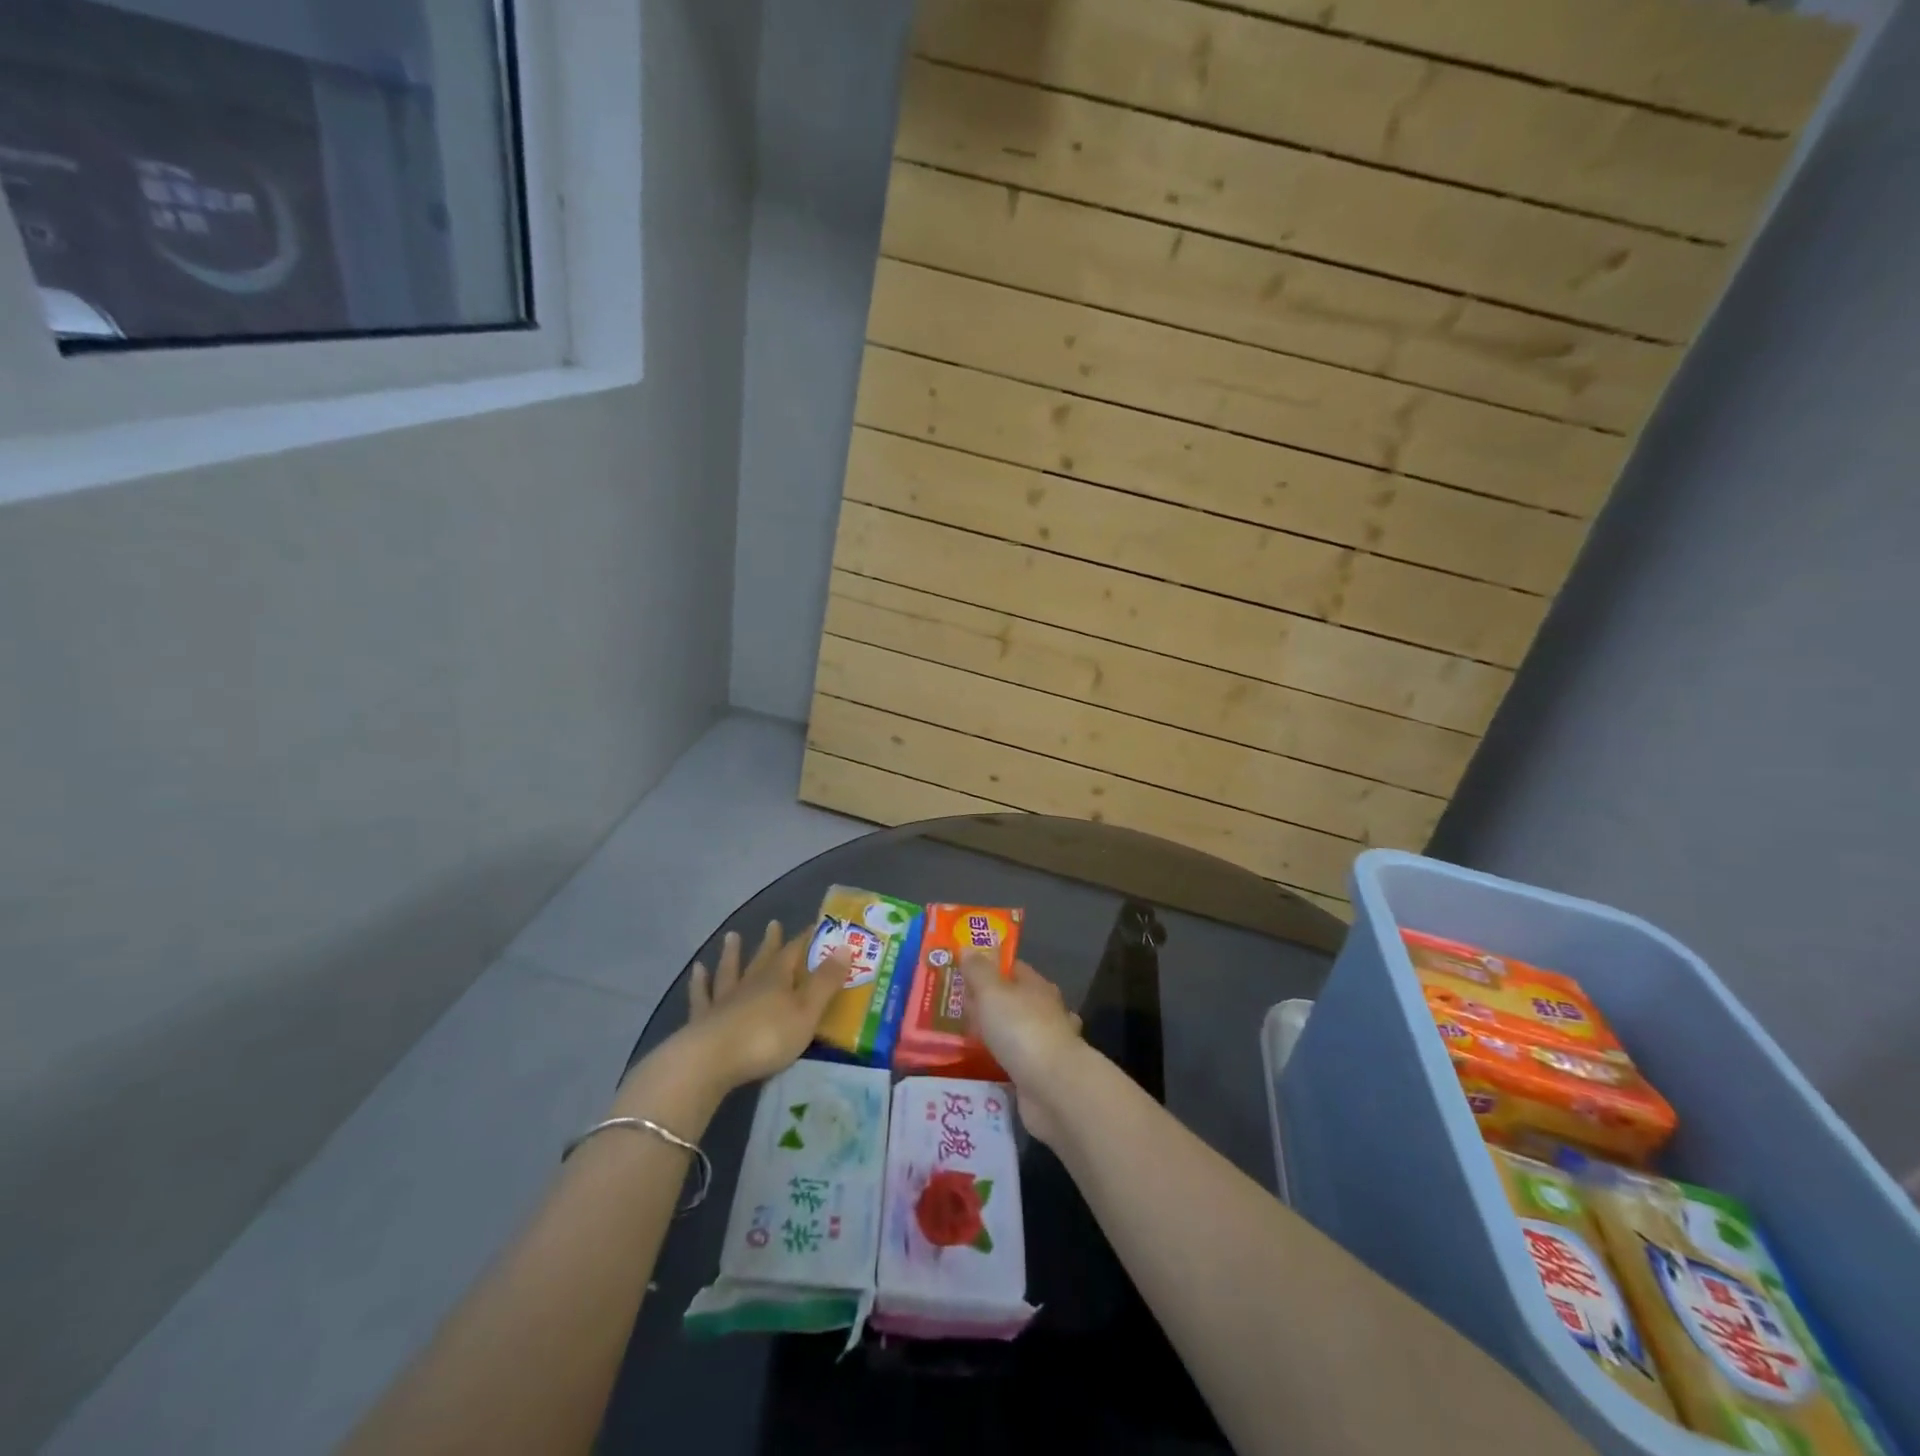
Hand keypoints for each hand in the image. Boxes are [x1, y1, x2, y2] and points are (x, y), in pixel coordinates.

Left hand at [668, 922, 850, 1097]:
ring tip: (732, 937)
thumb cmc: (767, 1037)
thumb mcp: (806, 1012)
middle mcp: (750, 983)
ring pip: (730, 971)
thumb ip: (825, 982)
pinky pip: (701, 995)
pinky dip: (700, 982)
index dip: (805, 940)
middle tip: (773, 924)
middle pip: (762, 958)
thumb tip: (846, 947)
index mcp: (777, 979)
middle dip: (771, 942)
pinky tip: (698, 970)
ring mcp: (723, 1000)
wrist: (711, 1060)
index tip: (813, 926)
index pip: (794, 952)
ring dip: (732, 954)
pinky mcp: (702, 1020)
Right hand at [962, 955, 1085, 1144]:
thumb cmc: (1021, 1029)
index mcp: (1036, 986)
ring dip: (996, 1033)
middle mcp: (1045, 1011)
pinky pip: (1015, 1060)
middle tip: (955, 1007)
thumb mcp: (992, 993)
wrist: (1053, 1087)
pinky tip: (983, 1063)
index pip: (1012, 968)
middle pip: (1013, 1000)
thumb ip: (978, 971)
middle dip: (989, 1002)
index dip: (988, 967)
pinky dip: (1001, 1059)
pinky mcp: (1041, 1074)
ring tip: (964, 1036)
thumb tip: (967, 947)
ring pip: (1015, 1031)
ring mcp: (1046, 1043)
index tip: (961, 973)